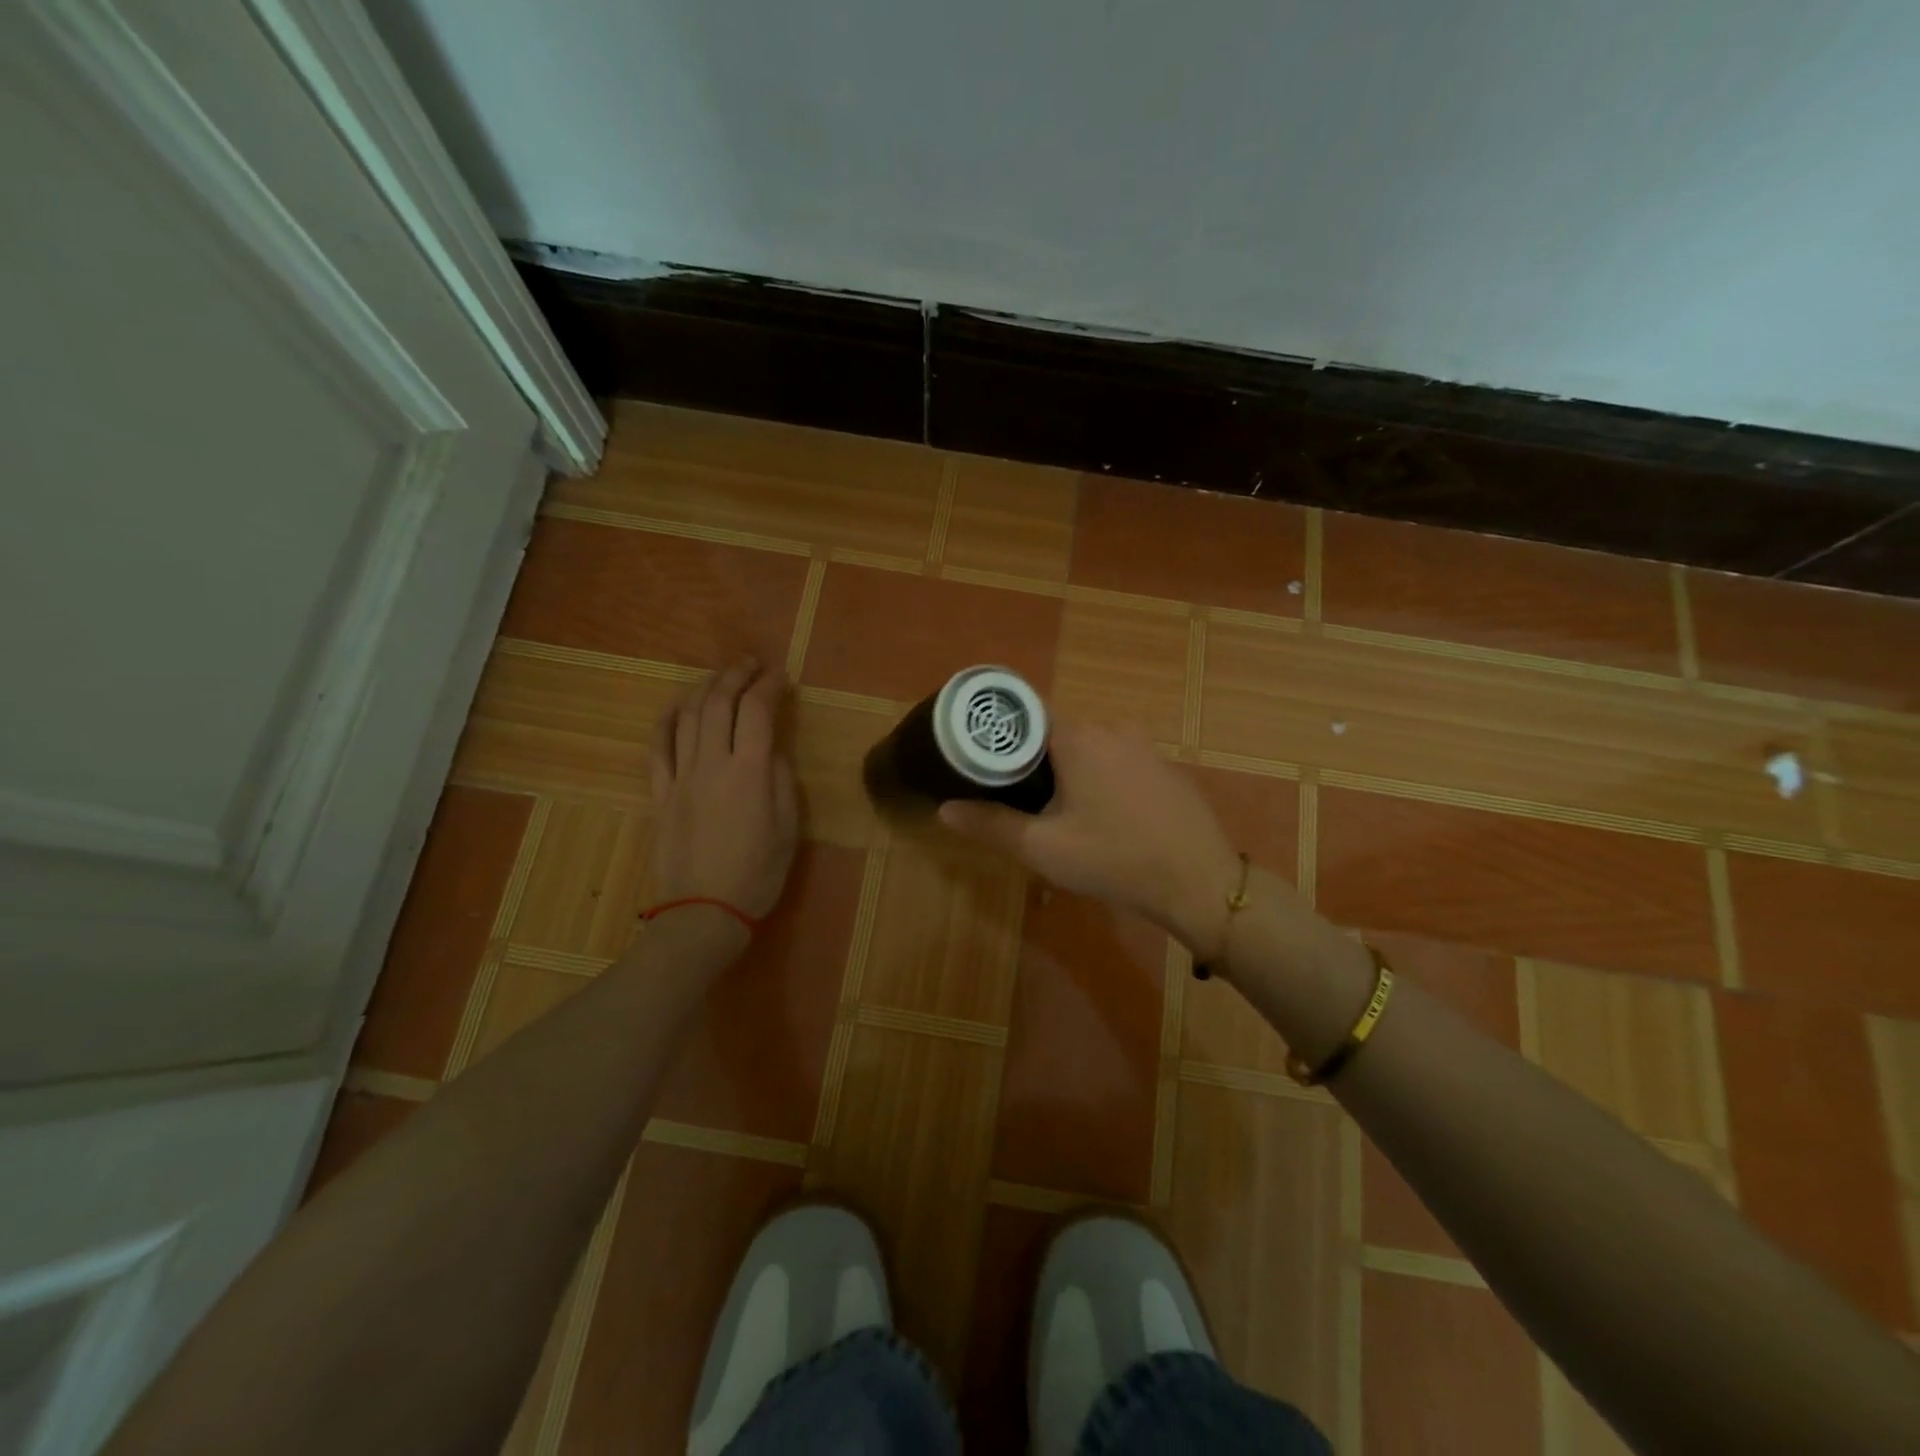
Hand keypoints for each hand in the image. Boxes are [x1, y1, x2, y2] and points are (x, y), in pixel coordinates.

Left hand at [645, 660, 798, 956]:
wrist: (704, 913)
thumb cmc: (758, 874)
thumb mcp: (789, 828)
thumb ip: (782, 780)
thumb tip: (772, 750)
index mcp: (750, 772)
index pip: (758, 711)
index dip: (770, 686)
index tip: (781, 676)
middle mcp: (712, 764)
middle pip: (718, 703)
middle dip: (736, 675)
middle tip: (751, 665)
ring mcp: (680, 777)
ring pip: (686, 717)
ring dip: (703, 689)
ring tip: (719, 679)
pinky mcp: (659, 794)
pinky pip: (657, 747)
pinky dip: (666, 720)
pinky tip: (676, 707)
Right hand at [938, 720, 1242, 954]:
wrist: (1199, 883)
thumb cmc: (1114, 859)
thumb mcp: (1043, 848)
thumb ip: (990, 824)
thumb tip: (944, 809)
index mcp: (1078, 737)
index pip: (1025, 712)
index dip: (998, 730)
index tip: (977, 752)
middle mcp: (1112, 728)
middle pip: (1055, 731)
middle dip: (1031, 758)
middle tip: (1011, 794)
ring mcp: (1144, 746)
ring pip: (1088, 747)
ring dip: (1067, 770)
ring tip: (1052, 809)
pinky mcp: (1164, 768)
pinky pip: (1117, 761)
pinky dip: (1100, 777)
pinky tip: (1101, 816)